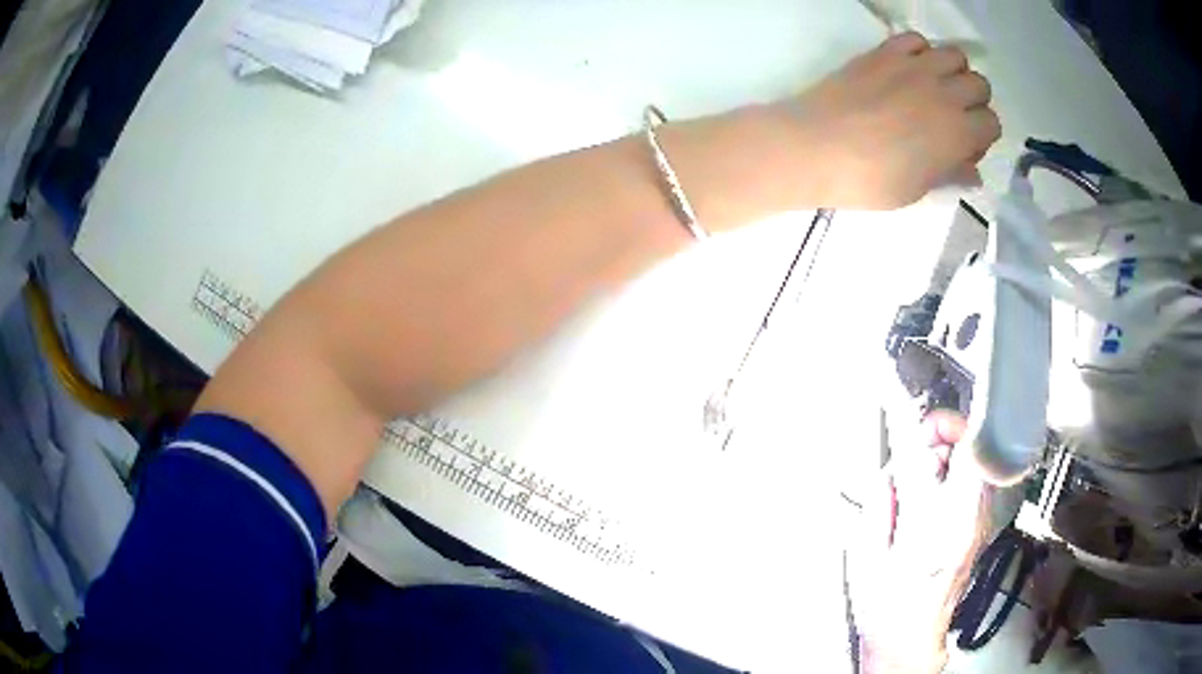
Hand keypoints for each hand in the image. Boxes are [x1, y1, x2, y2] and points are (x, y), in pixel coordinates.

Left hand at [783, 32, 1000, 209]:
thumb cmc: (869, 180)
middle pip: (980, 84)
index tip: (962, 148)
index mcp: (957, 132)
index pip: (993, 123)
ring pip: (954, 55)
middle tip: (951, 117)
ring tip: (933, 90)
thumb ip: (950, 175)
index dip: (982, 137)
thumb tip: (973, 173)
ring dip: (952, 72)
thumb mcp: (917, 190)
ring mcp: (913, 66)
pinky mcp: (883, 52)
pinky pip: (915, 39)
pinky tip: (907, 70)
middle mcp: (943, 92)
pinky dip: (920, 51)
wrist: (814, 147)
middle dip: (973, 101)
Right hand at [849, 410, 992, 672]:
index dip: (936, 427)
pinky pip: (973, 482)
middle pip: (972, 447)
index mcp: (939, 521)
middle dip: (941, 438)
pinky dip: (952, 476)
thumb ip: (882, 500)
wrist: (911, 636)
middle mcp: (968, 515)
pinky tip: (928, 500)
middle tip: (912, 455)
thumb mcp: (868, 552)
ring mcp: (979, 519)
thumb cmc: (888, 605)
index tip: (916, 426)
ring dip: (947, 458)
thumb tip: (893, 466)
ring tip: (917, 483)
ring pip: (974, 461)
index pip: (951, 450)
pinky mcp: (979, 525)